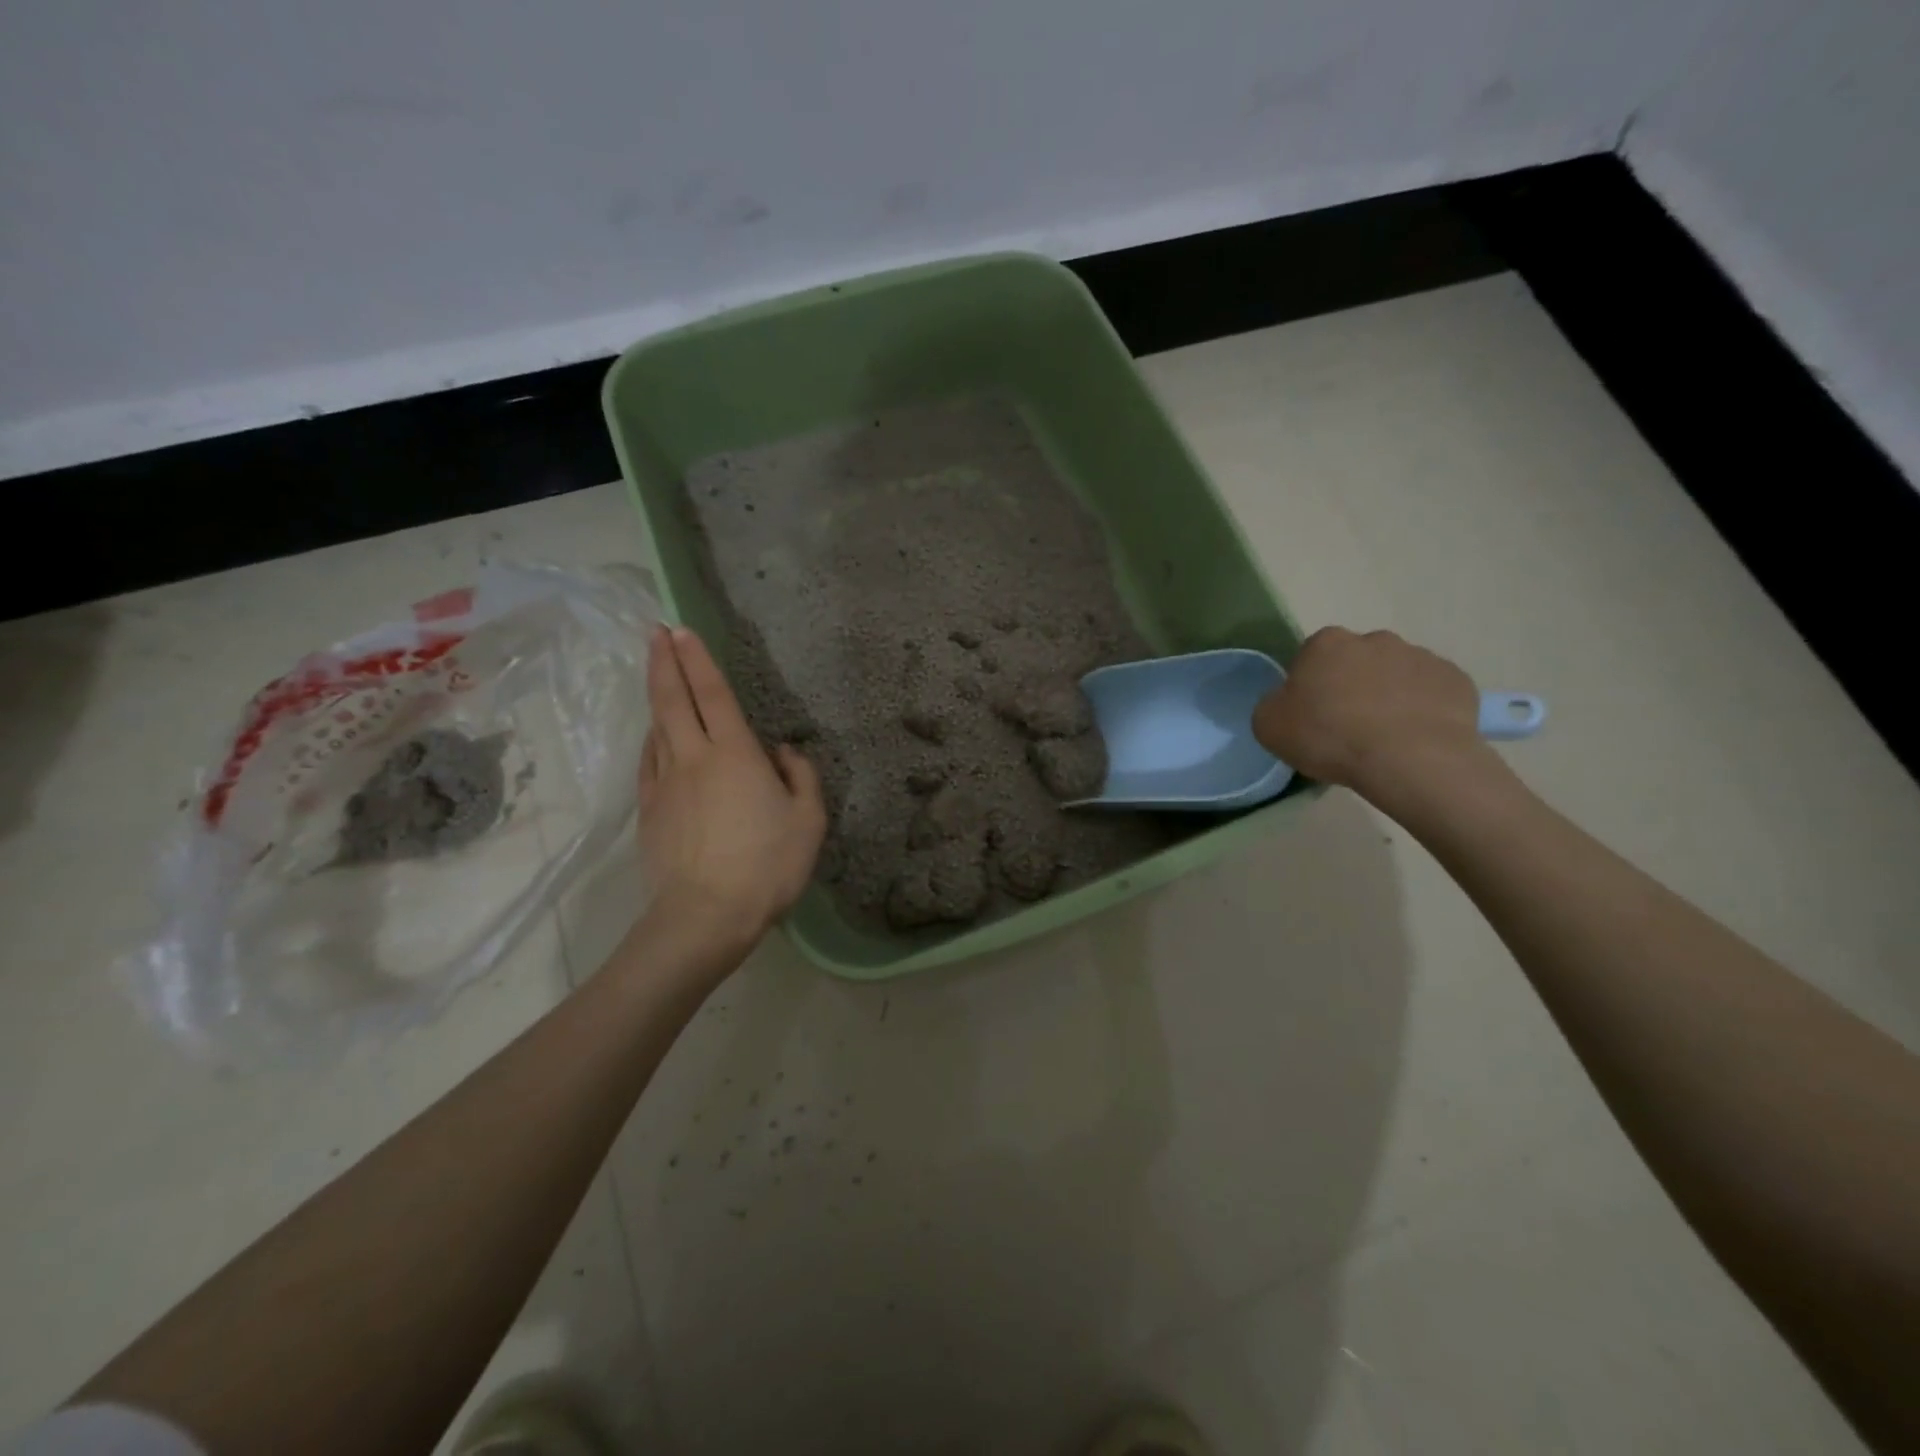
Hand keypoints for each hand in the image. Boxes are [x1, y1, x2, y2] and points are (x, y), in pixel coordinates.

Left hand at [636, 626, 826, 962]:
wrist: (705, 917)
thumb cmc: (767, 865)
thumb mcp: (808, 821)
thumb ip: (802, 777)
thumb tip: (783, 751)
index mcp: (735, 754)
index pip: (712, 694)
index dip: (697, 659)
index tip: (680, 630)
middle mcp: (694, 758)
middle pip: (672, 700)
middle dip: (663, 662)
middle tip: (654, 633)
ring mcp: (665, 784)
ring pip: (657, 728)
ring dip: (657, 697)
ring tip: (659, 676)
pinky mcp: (650, 811)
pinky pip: (650, 762)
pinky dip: (653, 740)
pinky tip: (656, 737)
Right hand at [1252, 627, 1491, 797]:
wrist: (1410, 759)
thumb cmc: (1330, 737)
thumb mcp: (1269, 725)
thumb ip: (1273, 704)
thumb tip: (1288, 702)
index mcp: (1326, 643)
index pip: (1310, 657)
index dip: (1309, 686)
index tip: (1312, 715)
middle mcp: (1374, 639)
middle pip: (1356, 661)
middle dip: (1352, 685)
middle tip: (1347, 727)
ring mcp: (1420, 656)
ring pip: (1396, 675)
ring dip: (1389, 696)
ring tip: (1385, 738)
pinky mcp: (1456, 680)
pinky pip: (1431, 693)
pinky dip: (1423, 710)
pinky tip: (1415, 739)